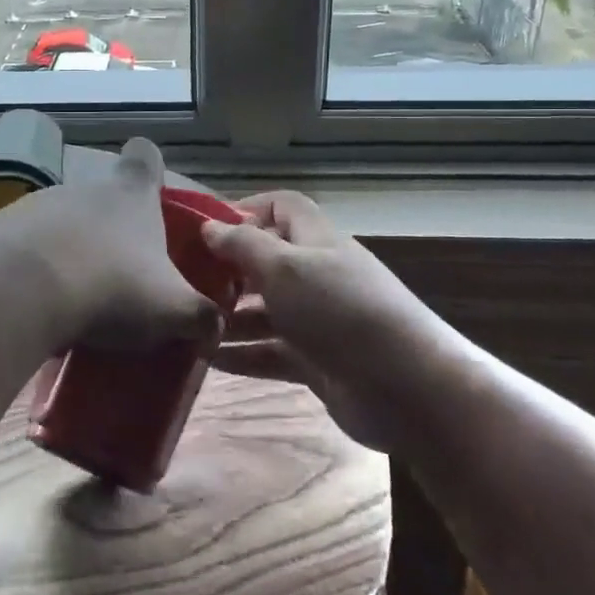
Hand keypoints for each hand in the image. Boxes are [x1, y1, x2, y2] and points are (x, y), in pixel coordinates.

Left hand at [0, 137, 221, 356]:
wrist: (20, 293)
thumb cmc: (110, 287)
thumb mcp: (172, 310)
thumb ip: (201, 318)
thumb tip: (214, 329)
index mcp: (130, 195)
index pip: (145, 157)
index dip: (150, 169)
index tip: (152, 192)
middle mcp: (84, 189)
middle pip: (104, 199)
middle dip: (112, 233)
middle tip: (121, 279)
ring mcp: (37, 205)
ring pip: (63, 225)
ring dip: (71, 253)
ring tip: (76, 301)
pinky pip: (26, 248)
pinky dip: (35, 270)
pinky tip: (39, 306)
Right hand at [199, 191, 420, 450]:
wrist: (408, 388)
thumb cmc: (340, 310)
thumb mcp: (284, 267)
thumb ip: (243, 245)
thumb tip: (209, 226)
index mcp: (316, 240)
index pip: (281, 207)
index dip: (245, 210)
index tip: (205, 229)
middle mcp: (318, 274)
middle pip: (267, 261)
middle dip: (228, 270)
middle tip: (185, 283)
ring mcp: (319, 321)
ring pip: (265, 311)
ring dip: (229, 317)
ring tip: (189, 326)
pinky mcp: (318, 362)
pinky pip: (272, 352)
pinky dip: (243, 355)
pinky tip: (207, 360)